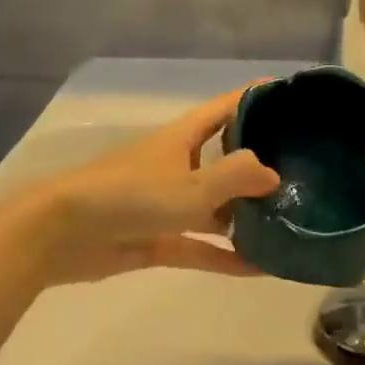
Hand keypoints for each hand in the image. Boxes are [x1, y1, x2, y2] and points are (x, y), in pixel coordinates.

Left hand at [11, 88, 280, 284]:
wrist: (61, 233)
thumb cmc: (130, 195)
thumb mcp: (191, 187)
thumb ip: (236, 177)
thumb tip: (274, 175)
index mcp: (185, 136)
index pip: (228, 106)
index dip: (257, 97)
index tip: (293, 97)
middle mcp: (180, 162)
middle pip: (226, 155)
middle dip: (260, 161)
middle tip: (303, 169)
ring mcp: (168, 201)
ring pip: (216, 204)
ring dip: (246, 214)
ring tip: (289, 221)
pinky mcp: (158, 237)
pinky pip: (200, 244)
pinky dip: (225, 255)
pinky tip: (259, 268)